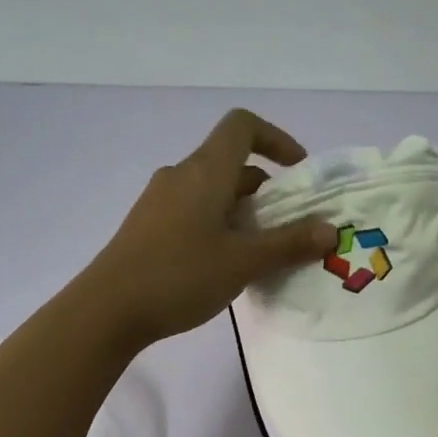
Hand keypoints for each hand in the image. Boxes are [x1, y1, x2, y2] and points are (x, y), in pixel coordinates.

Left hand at [83, 109, 336, 349]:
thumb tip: (330, 230)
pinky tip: (225, 265)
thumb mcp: (243, 262)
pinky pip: (194, 211)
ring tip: (261, 252)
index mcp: (204, 171)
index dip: (276, 139)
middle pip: (231, 163)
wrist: (106, 310)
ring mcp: (159, 201)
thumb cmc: (179, 276)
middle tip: (289, 227)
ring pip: (212, 191)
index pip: (242, 126)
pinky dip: (220, 225)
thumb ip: (289, 244)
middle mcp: (180, 176)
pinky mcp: (148, 226)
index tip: (298, 172)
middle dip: (267, 189)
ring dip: (243, 211)